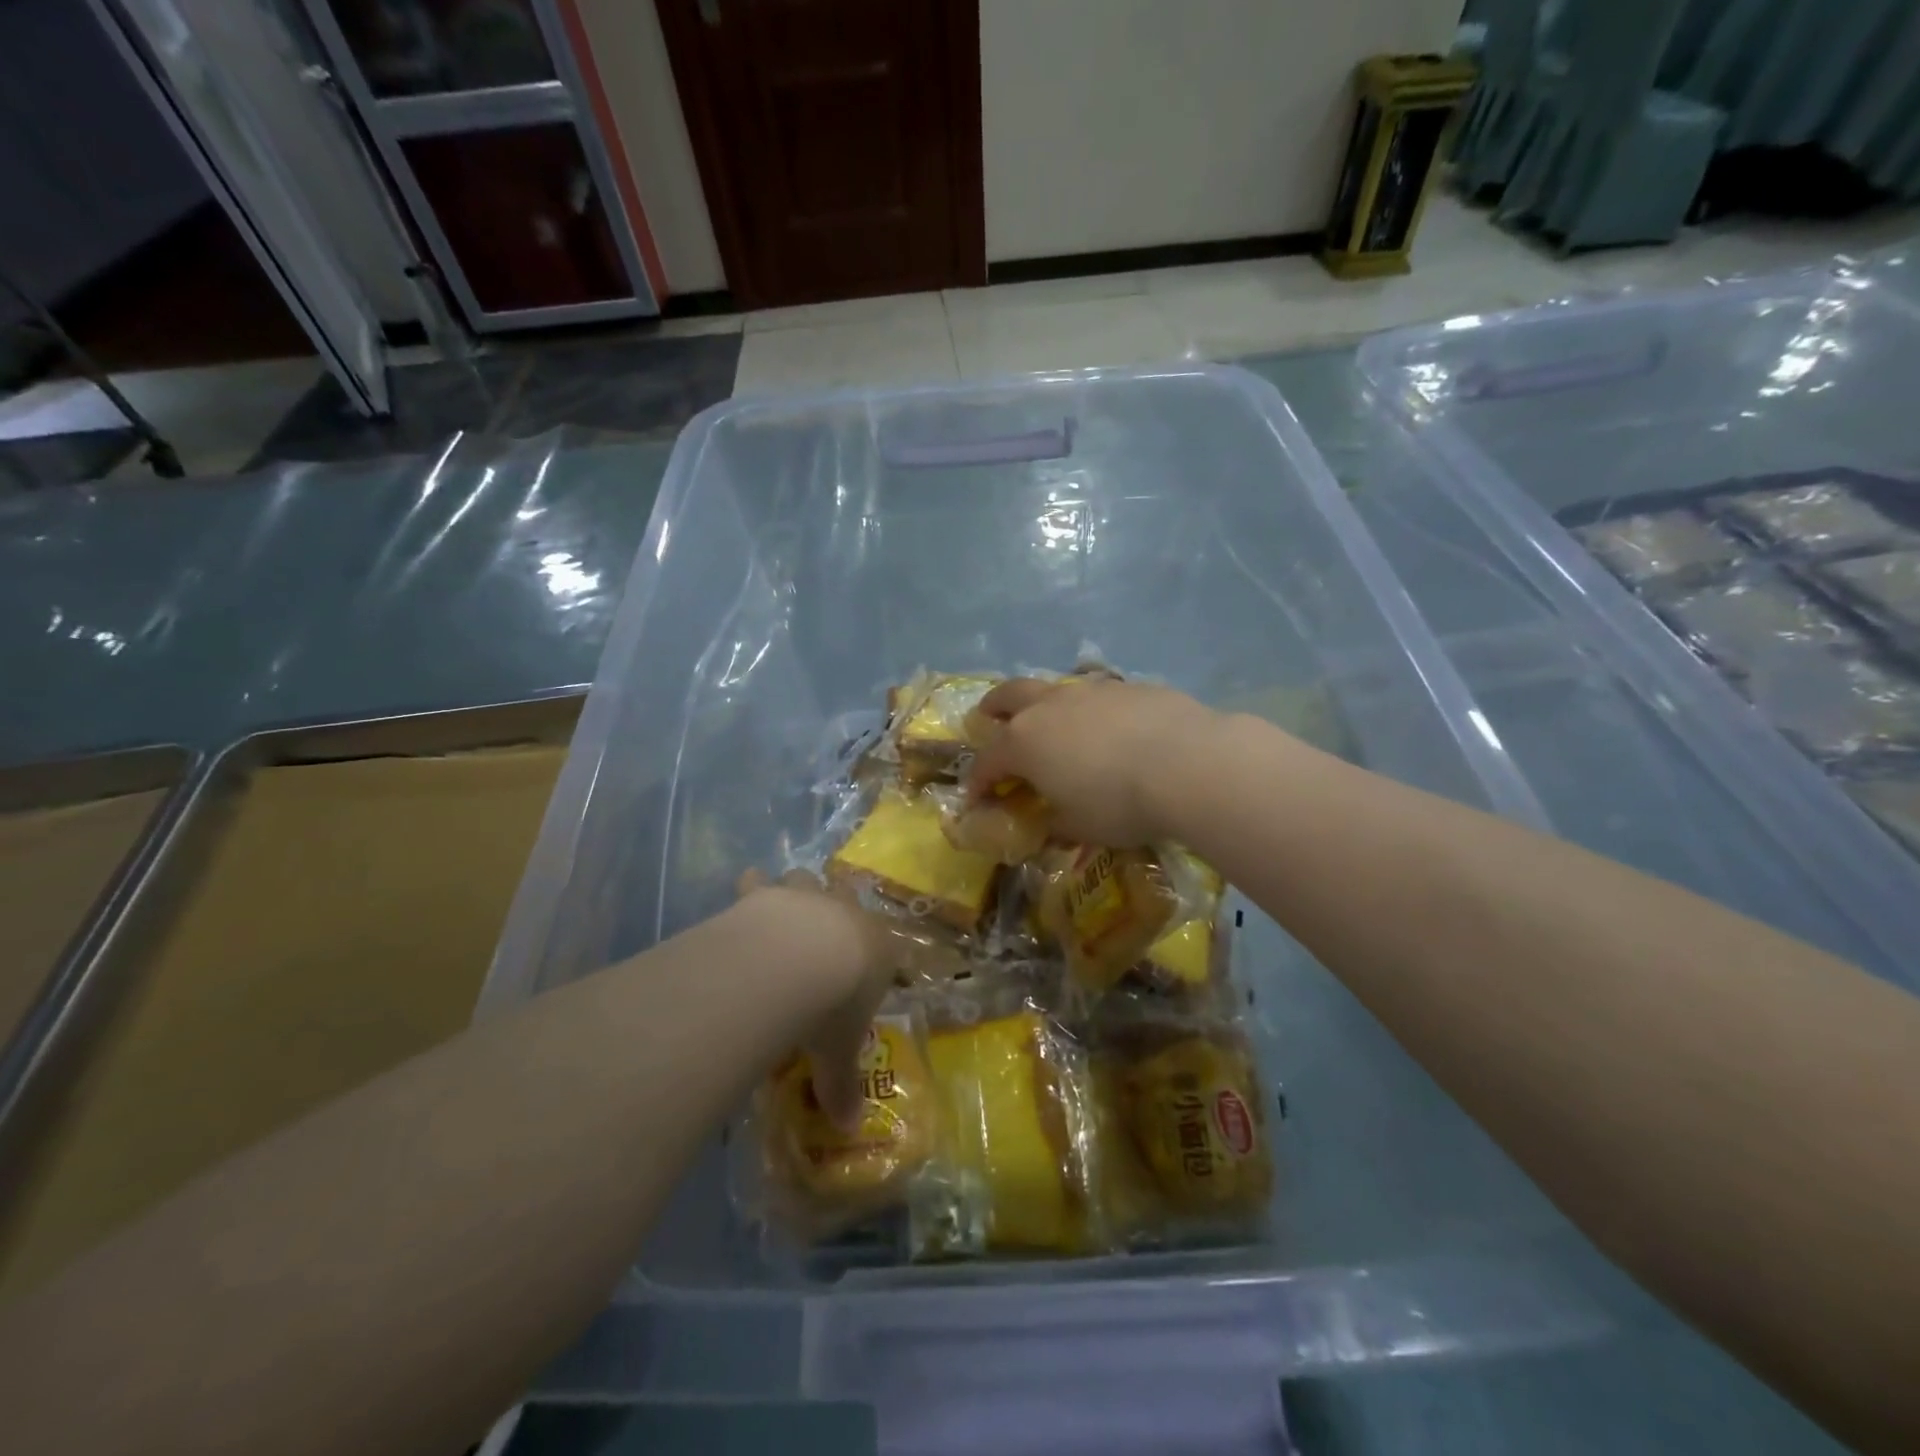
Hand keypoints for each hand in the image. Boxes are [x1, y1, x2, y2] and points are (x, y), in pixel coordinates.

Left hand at [734, 870, 962, 1127]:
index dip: (882, 960)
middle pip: (849, 902)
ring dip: (798, 892)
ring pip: (808, 880)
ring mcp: (809, 897)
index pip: (890, 951)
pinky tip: (745, 892)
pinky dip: (752, 887)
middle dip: (838, 914)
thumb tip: (849, 1126)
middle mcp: (848, 913)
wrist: (797, 961)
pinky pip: (760, 882)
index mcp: (880, 949)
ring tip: (784, 912)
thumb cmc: (833, 1007)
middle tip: (824, 938)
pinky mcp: (769, 892)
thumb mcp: (838, 1054)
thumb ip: (842, 1085)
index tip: (870, 973)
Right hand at [964, 676, 1219, 845]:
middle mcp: (1049, 707)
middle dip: (993, 708)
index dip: (978, 781)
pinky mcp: (1129, 687)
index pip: (988, 761)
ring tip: (1052, 723)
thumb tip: (1049, 824)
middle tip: (987, 717)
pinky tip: (1108, 729)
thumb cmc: (1119, 803)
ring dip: (1042, 705)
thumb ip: (1055, 824)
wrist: (1188, 764)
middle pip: (1009, 696)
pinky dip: (1089, 711)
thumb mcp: (1079, 827)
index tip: (975, 798)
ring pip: (1053, 689)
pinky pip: (1096, 696)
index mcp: (1025, 742)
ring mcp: (1090, 691)